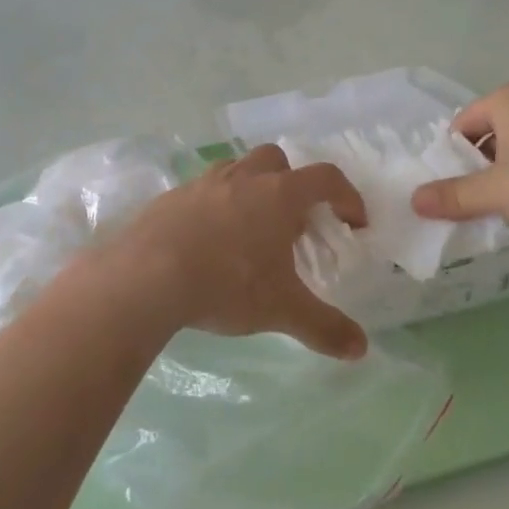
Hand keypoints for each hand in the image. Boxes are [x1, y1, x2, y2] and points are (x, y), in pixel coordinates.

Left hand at [98, 145, 369, 360]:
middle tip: (292, 222)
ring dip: (252, 190)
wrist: (147, 275)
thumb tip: (360, 349)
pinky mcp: (172, 196)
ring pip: (237, 169)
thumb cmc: (226, 284)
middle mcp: (243, 177)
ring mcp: (204, 182)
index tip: (353, 222)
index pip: (325, 179)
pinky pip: (203, 190)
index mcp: (278, 194)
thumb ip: (324, 327)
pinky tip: (208, 242)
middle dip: (292, 182)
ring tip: (250, 231)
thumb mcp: (281, 310)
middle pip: (277, 160)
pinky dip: (216, 206)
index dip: (347, 196)